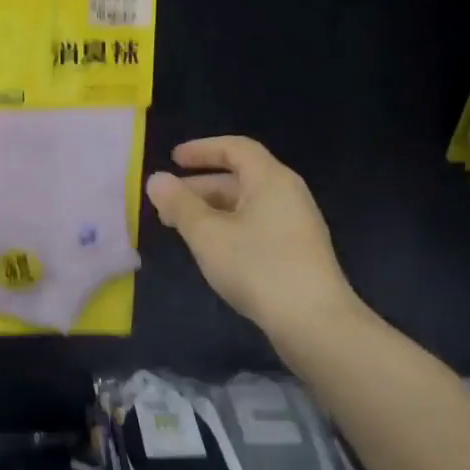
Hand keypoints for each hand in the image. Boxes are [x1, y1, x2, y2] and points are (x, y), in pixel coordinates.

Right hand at [146, 137, 359, 337]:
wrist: (313, 321)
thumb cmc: (257, 267)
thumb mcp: (207, 234)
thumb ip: (179, 205)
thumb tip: (156, 180)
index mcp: (271, 179)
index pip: (235, 148)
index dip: (202, 150)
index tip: (172, 159)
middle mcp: (288, 194)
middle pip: (240, 177)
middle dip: (199, 186)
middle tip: (167, 203)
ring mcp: (295, 224)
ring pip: (246, 204)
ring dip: (211, 209)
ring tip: (181, 227)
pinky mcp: (296, 251)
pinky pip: (256, 224)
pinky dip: (228, 226)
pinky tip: (211, 249)